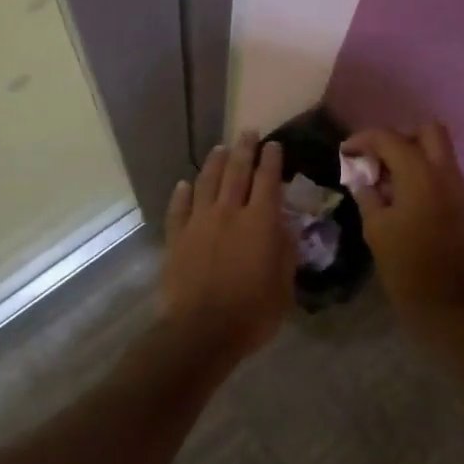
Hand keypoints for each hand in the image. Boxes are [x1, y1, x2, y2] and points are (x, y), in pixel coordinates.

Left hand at [160, 132, 295, 355]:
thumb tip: (286, 227)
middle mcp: (229, 212)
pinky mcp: (177, 236)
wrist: (200, 331)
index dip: (272, 159)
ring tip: (220, 149)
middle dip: (244, 149)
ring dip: (215, 162)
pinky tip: (185, 184)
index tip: (274, 145)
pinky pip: (179, 207)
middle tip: (248, 132)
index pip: (268, 180)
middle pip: (236, 171)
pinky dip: (183, 193)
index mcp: (260, 221)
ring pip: (207, 181)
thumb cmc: (252, 312)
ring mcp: (199, 221)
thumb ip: (286, 252)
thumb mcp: (284, 286)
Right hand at [344, 123, 463, 332]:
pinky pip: (441, 169)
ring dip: (411, 152)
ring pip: (437, 148)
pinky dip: (421, 168)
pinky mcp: (460, 201)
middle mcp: (444, 172)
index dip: (364, 139)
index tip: (346, 151)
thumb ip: (367, 193)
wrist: (444, 301)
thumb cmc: (404, 264)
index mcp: (420, 175)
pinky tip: (400, 192)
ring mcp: (457, 186)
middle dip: (398, 137)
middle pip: (426, 131)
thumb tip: (361, 176)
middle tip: (376, 157)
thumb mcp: (375, 227)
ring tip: (384, 176)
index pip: (390, 138)